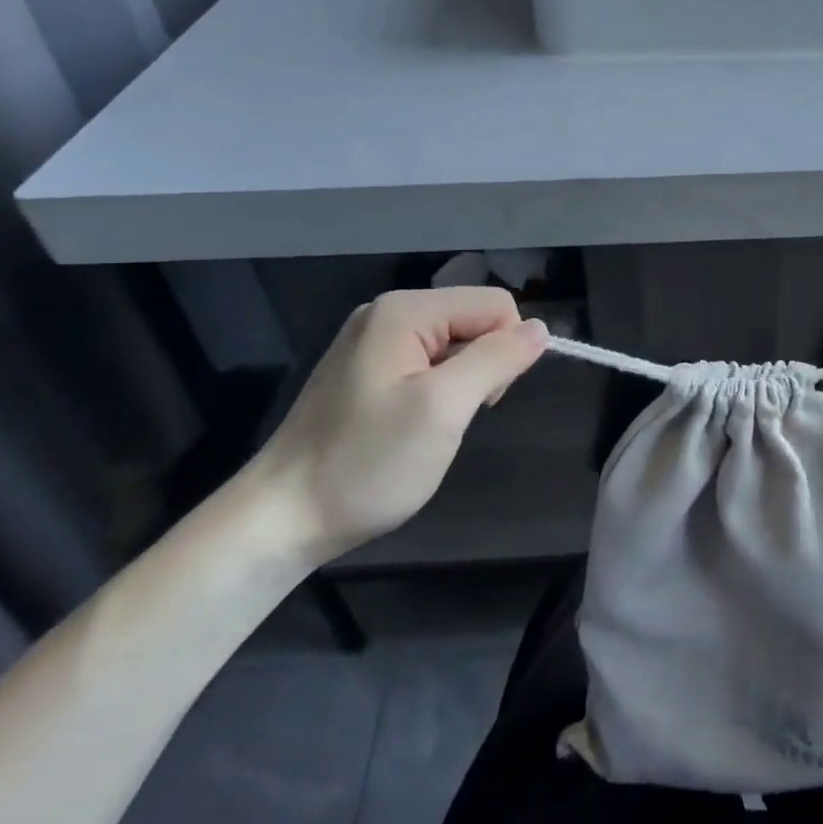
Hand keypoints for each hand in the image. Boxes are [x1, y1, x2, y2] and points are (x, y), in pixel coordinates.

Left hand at [250, 288, 548, 562]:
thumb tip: (540, 329)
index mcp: (405, 310)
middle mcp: (388, 313)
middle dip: (483, 365)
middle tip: (455, 416)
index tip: (481, 401)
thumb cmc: (366, 463)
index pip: (495, 304)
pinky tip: (415, 424)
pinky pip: (428, 362)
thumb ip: (496, 360)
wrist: (282, 518)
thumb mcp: (443, 409)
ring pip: (455, 343)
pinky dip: (438, 390)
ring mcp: (373, 341)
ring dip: (462, 382)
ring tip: (433, 424)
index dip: (506, 350)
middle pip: (474, 319)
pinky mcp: (367, 369)